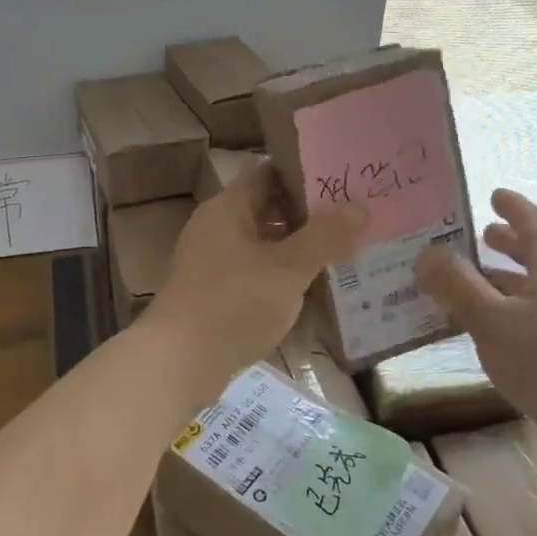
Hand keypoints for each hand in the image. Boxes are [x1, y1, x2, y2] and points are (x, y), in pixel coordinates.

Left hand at [148, 163, 364, 399]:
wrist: (177, 364)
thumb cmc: (233, 305)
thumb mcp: (287, 269)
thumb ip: (324, 236)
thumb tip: (359, 206)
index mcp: (228, 208)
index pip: (268, 171)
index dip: (304, 171)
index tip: (341, 179)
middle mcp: (216, 227)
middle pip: (266, 206)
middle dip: (307, 212)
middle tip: (351, 216)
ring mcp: (211, 261)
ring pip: (262, 241)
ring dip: (296, 245)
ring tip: (341, 250)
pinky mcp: (213, 292)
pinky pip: (253, 270)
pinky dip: (280, 272)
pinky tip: (309, 287)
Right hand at [414, 188, 536, 463]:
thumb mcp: (492, 320)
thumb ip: (457, 285)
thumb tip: (426, 252)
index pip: (535, 225)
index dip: (514, 207)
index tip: (494, 194)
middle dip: (508, 244)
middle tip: (479, 236)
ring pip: (533, 291)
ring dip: (502, 282)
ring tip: (470, 284)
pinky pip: (533, 321)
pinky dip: (507, 314)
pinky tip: (485, 333)